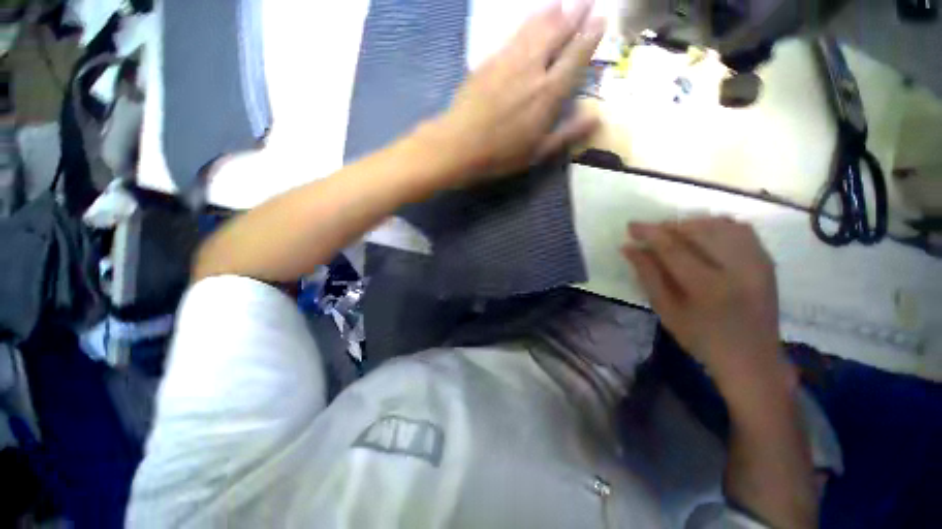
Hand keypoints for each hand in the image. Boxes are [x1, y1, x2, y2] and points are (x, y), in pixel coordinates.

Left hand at [432, 0, 603, 184]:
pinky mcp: (489, 61)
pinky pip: (513, 35)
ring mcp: (509, 61)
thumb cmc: (501, 154)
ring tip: (562, 3)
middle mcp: (533, 69)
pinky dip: (526, 23)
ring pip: (535, 29)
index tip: (601, 18)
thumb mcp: (538, 152)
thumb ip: (567, 134)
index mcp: (549, 93)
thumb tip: (597, 117)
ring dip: (552, 13)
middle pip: (558, 33)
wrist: (460, 145)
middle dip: (575, 14)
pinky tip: (531, 18)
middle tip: (587, 0)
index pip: (576, 56)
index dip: (590, 36)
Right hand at [622, 218, 786, 383]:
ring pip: (721, 224)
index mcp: (707, 287)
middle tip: (652, 232)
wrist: (752, 357)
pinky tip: (703, 234)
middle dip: (669, 226)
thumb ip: (647, 275)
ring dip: (692, 223)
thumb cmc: (701, 338)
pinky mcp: (766, 261)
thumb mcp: (666, 310)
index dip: (649, 233)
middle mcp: (737, 269)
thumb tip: (628, 248)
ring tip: (675, 233)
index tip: (631, 225)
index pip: (672, 248)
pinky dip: (717, 225)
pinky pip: (740, 229)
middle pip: (698, 230)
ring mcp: (757, 262)